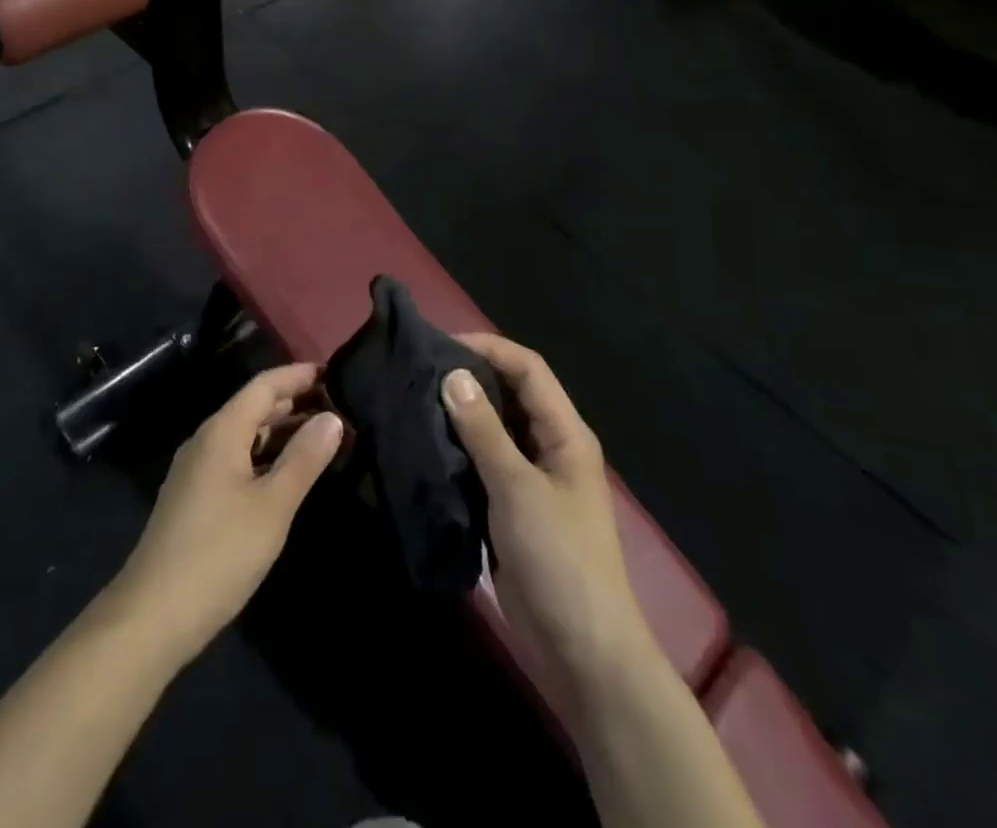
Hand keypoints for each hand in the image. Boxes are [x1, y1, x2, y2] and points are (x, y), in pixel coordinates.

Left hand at [109, 364, 342, 665]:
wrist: (153, 615)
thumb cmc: (219, 553)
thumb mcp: (272, 506)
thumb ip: (304, 459)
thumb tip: (333, 418)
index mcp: (222, 431)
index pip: (264, 385)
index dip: (299, 375)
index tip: (336, 372)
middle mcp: (206, 440)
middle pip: (254, 406)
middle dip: (295, 401)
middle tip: (339, 405)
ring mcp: (197, 470)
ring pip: (245, 434)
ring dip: (282, 431)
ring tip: (323, 436)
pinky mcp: (195, 497)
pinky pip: (237, 458)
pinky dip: (266, 455)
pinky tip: (288, 473)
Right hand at [443, 334, 653, 704]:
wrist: (582, 651)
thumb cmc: (558, 559)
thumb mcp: (517, 488)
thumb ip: (484, 431)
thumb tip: (453, 374)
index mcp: (565, 433)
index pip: (528, 368)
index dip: (488, 347)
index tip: (440, 345)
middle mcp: (550, 447)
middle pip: (510, 393)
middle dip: (469, 376)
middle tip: (419, 370)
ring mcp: (532, 479)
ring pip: (494, 428)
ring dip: (460, 414)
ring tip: (414, 400)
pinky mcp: (513, 507)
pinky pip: (484, 463)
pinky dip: (458, 449)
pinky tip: (425, 445)